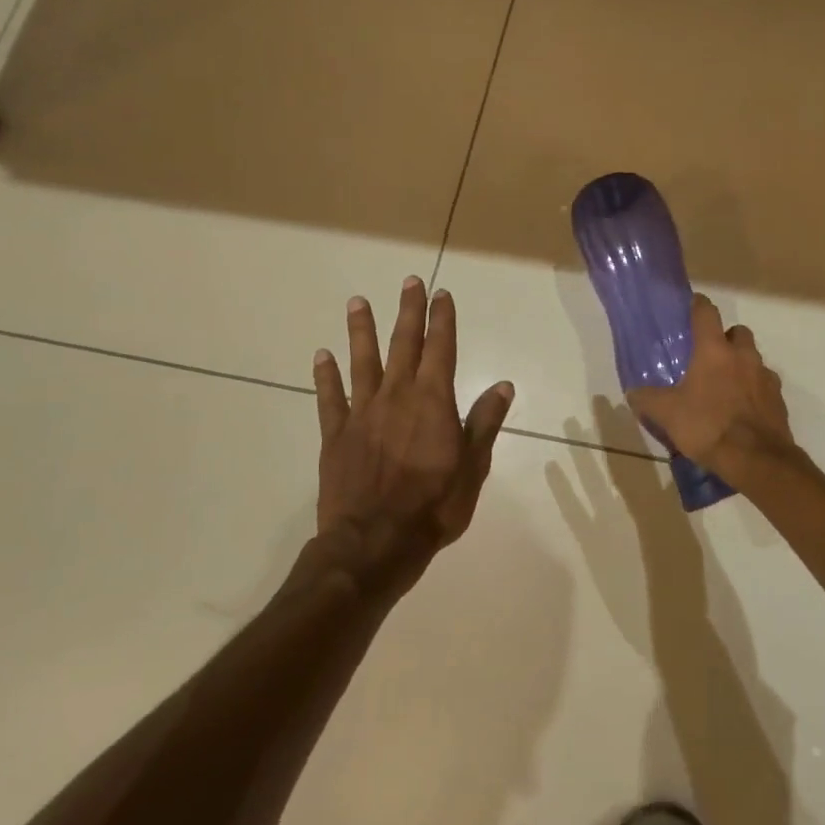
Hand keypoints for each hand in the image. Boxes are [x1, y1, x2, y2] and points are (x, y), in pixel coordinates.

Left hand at [311, 278, 513, 590]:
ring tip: (358, 302)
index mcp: (433, 401)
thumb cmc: (434, 506)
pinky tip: (321, 355)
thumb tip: (503, 385)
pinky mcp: (336, 434)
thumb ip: (484, 422)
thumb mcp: (473, 466)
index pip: (441, 349)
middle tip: (409, 282)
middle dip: (408, 312)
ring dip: (361, 330)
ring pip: (362, 361)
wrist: (376, 542)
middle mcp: (397, 396)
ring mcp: (362, 413)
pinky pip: (330, 397)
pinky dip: (326, 375)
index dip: (442, 320)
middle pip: (403, 344)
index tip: (441, 294)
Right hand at [626, 294, 797, 480]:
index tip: (692, 306)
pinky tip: (741, 409)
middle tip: (709, 356)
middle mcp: (743, 356)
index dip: (698, 306)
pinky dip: (753, 390)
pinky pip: (764, 385)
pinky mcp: (778, 399)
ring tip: (724, 387)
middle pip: (737, 332)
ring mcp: (765, 376)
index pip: (707, 313)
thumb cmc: (707, 426)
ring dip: (741, 365)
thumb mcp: (667, 414)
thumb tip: (633, 392)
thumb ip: (648, 399)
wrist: (756, 459)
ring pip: (753, 359)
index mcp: (714, 351)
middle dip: (725, 338)